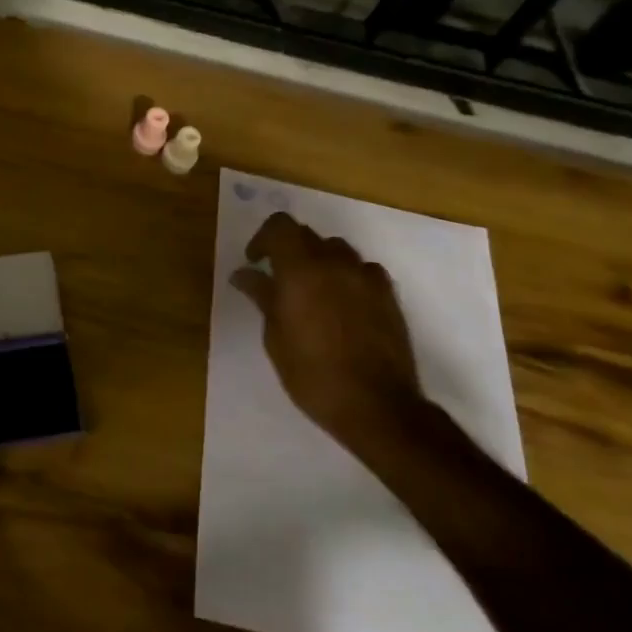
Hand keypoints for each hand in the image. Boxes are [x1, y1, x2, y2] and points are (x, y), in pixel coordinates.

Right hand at [231, 212, 424, 465]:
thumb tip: (244, 274)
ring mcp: (365, 277)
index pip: (280, 226)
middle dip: (290, 250)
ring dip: (320, 261)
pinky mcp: (388, 295)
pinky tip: (343, 304)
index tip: (256, 263)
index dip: (264, 238)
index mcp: (301, 269)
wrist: (377, 406)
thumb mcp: (275, 337)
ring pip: (337, 250)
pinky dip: (347, 276)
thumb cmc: (313, 374)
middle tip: (280, 280)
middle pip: (308, 235)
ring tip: (313, 292)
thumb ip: (262, 297)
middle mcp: (334, 263)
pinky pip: (362, 270)